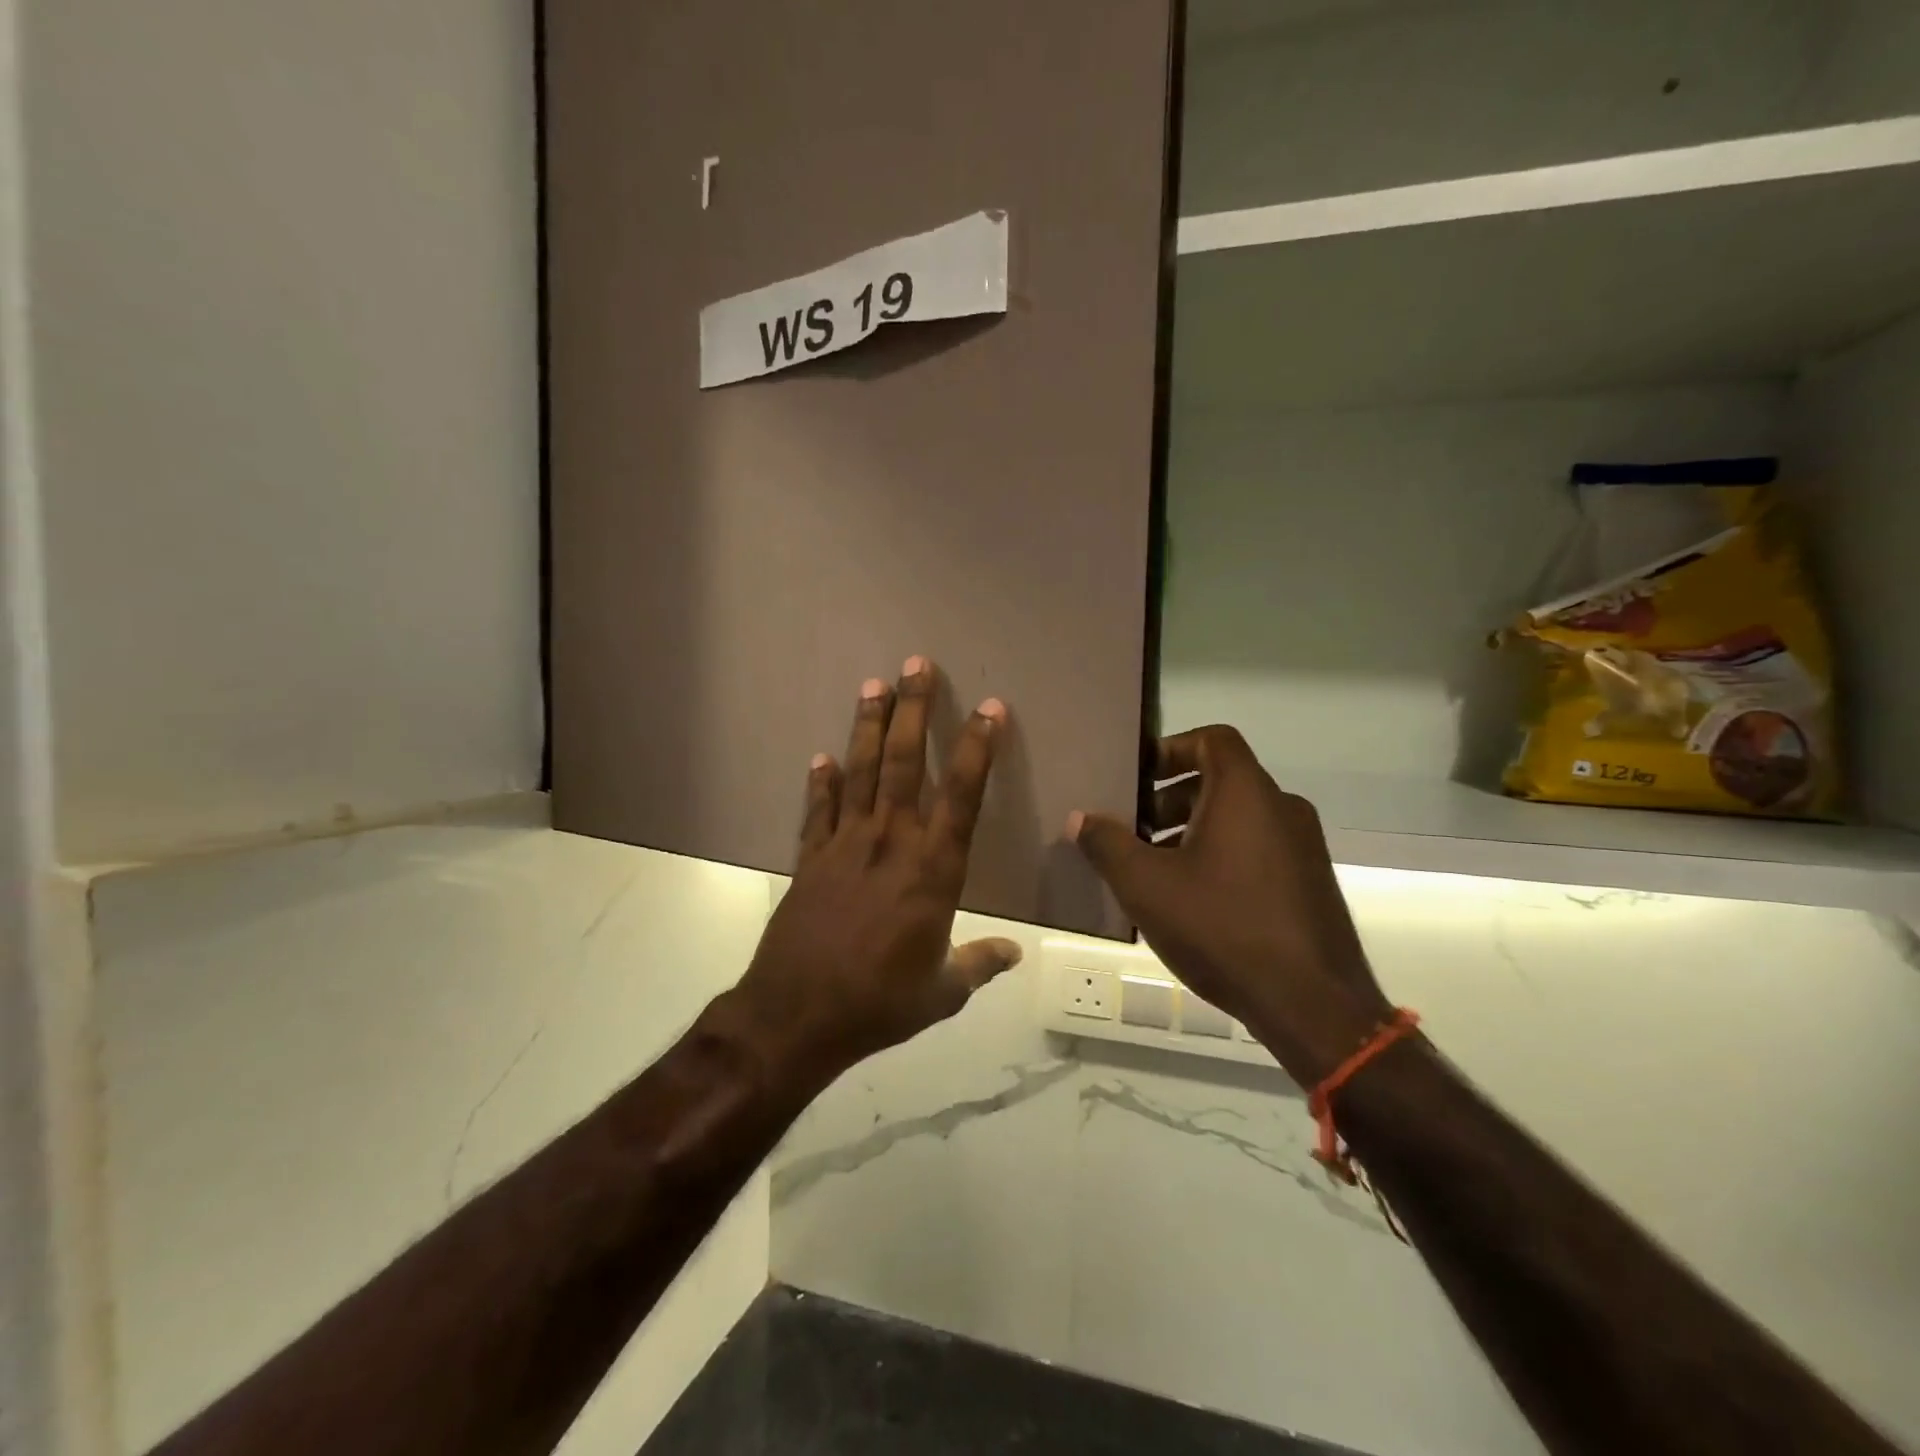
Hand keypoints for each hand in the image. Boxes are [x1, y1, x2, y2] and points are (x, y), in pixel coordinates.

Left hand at [731, 659, 1022, 1089]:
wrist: (796, 1017)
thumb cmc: (879, 1004)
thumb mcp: (941, 993)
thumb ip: (978, 964)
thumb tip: (1014, 954)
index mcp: (933, 871)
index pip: (962, 796)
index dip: (978, 749)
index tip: (990, 708)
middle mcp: (890, 844)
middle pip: (903, 763)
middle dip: (913, 710)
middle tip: (916, 664)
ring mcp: (844, 847)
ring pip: (860, 772)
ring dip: (867, 726)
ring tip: (873, 684)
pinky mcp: (810, 860)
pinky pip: (817, 811)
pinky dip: (820, 783)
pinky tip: (820, 758)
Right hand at [1069, 726, 1388, 1084]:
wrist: (1311, 1004)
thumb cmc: (1222, 927)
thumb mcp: (1147, 885)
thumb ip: (1107, 844)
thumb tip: (1079, 818)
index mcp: (1247, 793)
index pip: (1212, 739)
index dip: (1170, 749)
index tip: (1137, 778)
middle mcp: (1283, 807)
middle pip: (1221, 779)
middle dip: (1171, 798)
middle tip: (1134, 829)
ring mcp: (1304, 846)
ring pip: (1239, 817)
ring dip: (1193, 829)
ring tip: (1156, 868)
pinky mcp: (1310, 882)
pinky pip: (1258, 847)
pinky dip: (1222, 854)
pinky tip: (1194, 900)